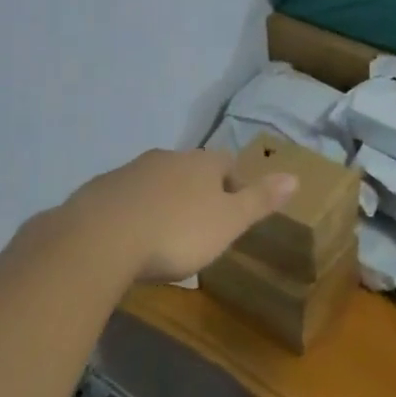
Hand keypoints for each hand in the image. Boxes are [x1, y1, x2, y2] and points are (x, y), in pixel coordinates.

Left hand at [57, 148, 297, 283]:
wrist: (100, 238)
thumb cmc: (177, 232)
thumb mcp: (228, 222)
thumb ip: (260, 201)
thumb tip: (295, 176)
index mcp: (202, 164)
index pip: (227, 163)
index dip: (234, 183)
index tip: (234, 209)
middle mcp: (167, 158)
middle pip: (190, 169)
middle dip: (196, 191)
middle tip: (200, 224)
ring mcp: (130, 171)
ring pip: (156, 181)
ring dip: (163, 200)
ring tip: (163, 234)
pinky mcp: (99, 191)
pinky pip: (124, 198)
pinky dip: (132, 212)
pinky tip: (128, 238)